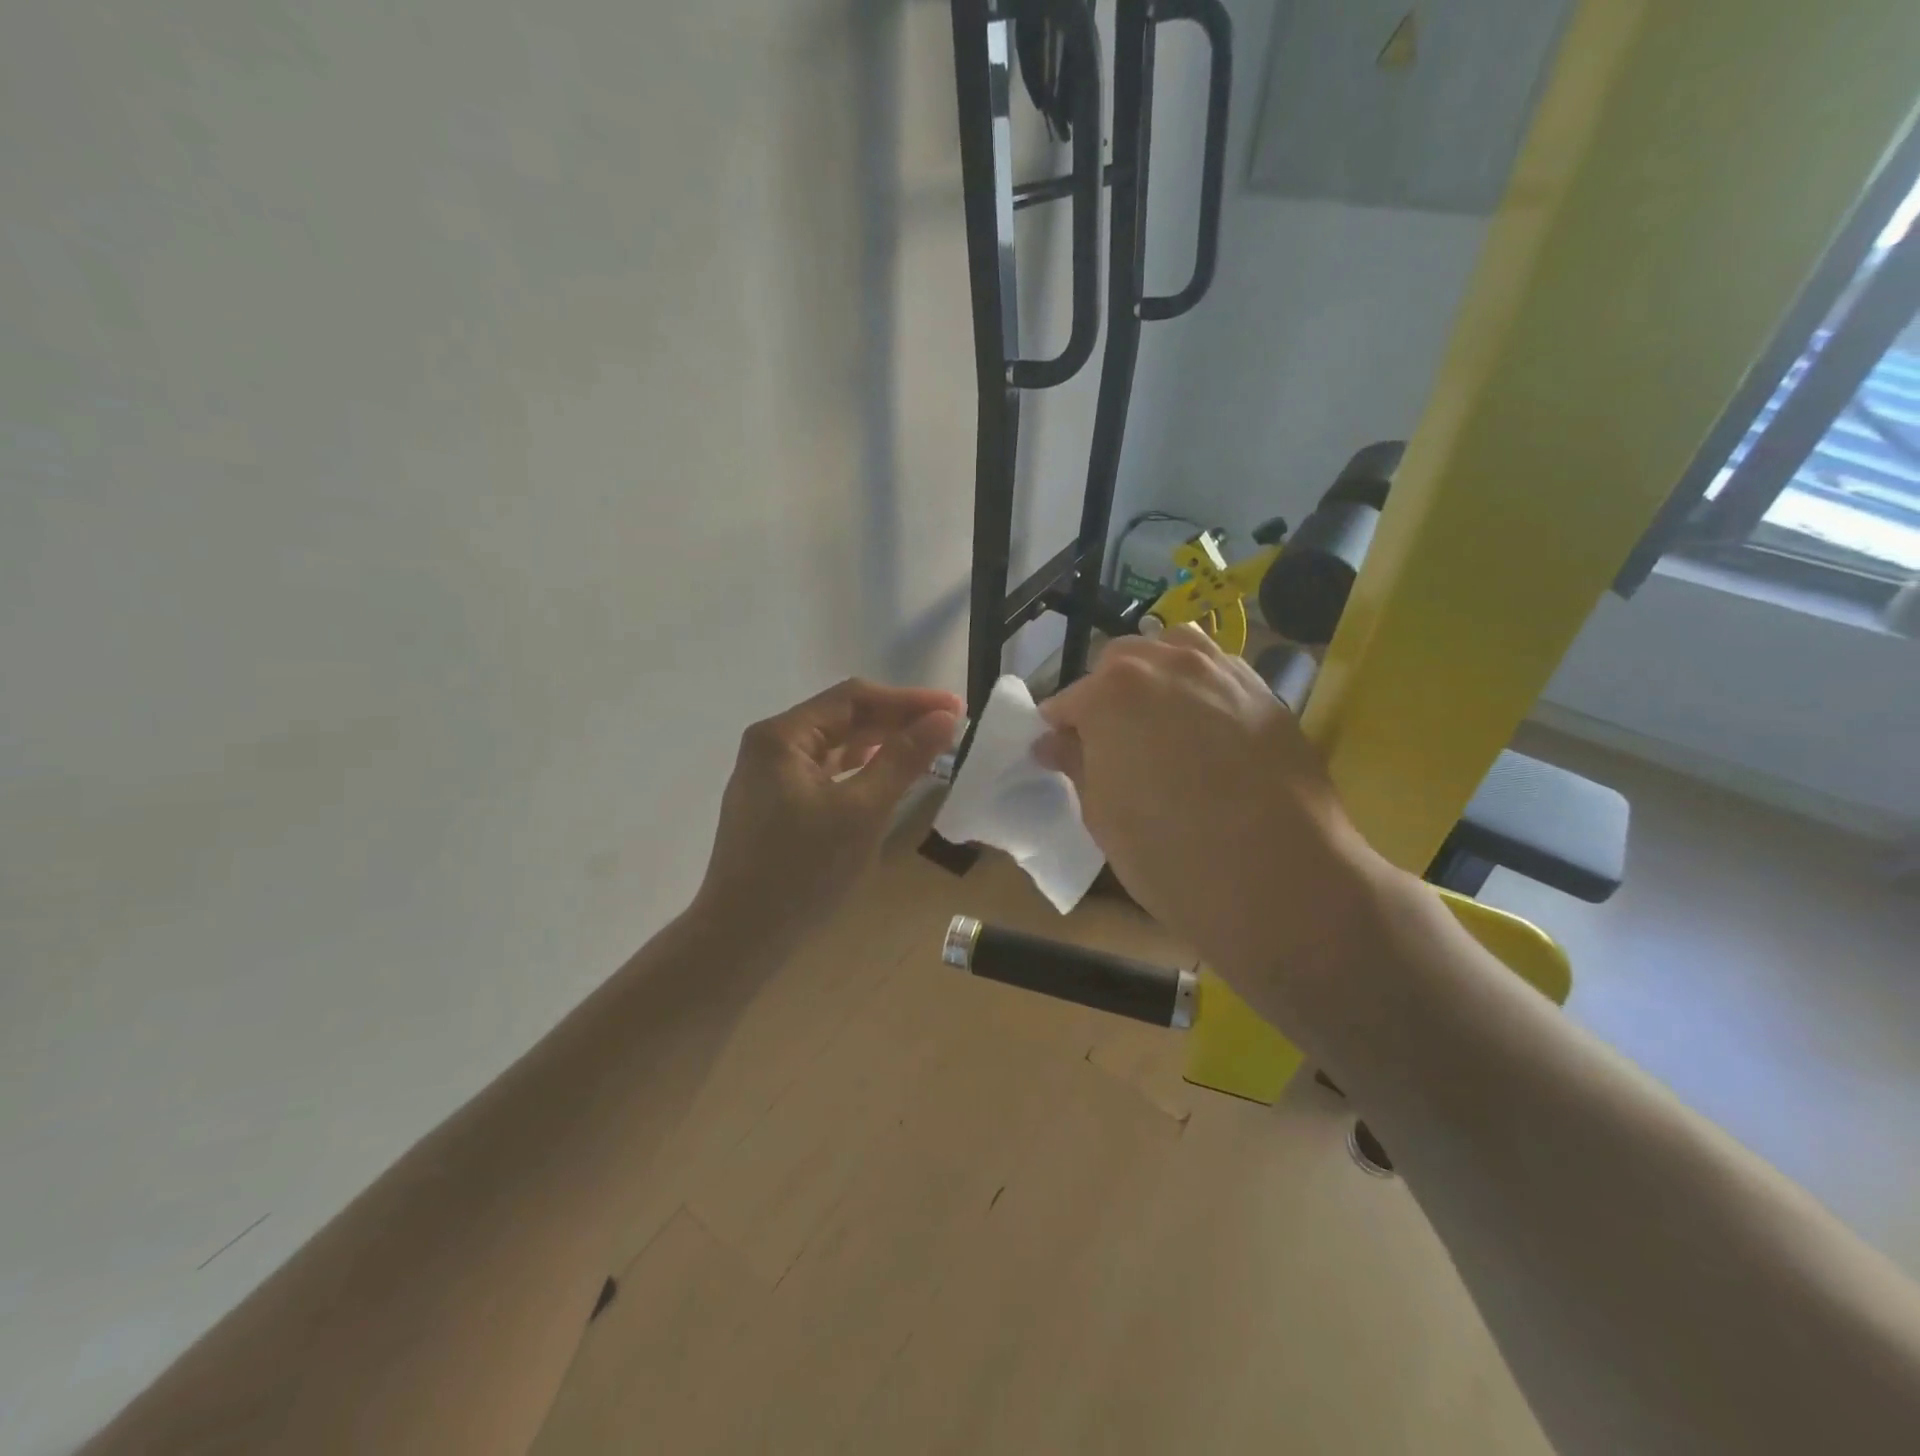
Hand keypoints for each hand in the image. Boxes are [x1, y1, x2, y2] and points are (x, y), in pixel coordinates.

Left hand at [695, 678, 961, 940]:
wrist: (742, 937)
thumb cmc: (803, 871)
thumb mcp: (862, 811)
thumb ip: (904, 759)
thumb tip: (945, 717)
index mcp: (782, 736)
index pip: (853, 699)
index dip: (908, 700)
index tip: (955, 708)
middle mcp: (770, 746)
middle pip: (842, 719)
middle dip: (895, 721)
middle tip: (947, 729)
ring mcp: (769, 777)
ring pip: (835, 746)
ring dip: (880, 744)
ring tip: (925, 748)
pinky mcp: (775, 805)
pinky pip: (825, 772)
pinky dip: (859, 770)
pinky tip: (886, 776)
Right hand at [1037, 627, 1386, 998]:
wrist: (1280, 878)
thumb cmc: (1170, 854)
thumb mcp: (1102, 815)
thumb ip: (1076, 763)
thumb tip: (1055, 742)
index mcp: (1111, 693)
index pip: (1068, 701)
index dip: (1059, 729)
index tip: (1058, 754)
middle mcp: (1165, 664)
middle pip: (1120, 661)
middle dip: (1105, 694)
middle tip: (1109, 742)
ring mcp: (1221, 671)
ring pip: (1173, 650)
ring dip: (1154, 676)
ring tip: (1158, 721)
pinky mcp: (1264, 691)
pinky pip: (1218, 670)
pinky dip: (1199, 687)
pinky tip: (1205, 728)